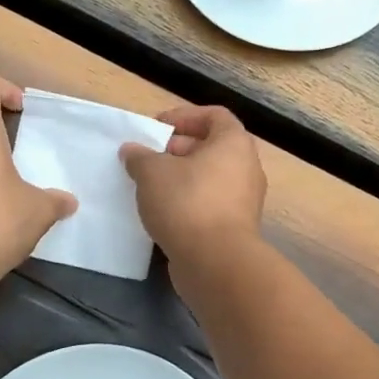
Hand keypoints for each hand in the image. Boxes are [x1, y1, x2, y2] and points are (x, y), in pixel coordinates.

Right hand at [120, 104, 266, 266]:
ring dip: (181, 178)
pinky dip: (189, 202)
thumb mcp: (152, 172)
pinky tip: (163, 212)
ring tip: (150, 186)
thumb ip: (140, 156)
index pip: (214, 116)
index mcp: (234, 143)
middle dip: (177, 149)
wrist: (215, 262)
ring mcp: (245, 200)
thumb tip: (132, 151)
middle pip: (211, 147)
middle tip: (148, 158)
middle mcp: (246, 167)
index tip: (156, 128)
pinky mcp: (236, 227)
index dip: (184, 117)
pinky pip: (210, 203)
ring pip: (210, 178)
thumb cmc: (187, 203)